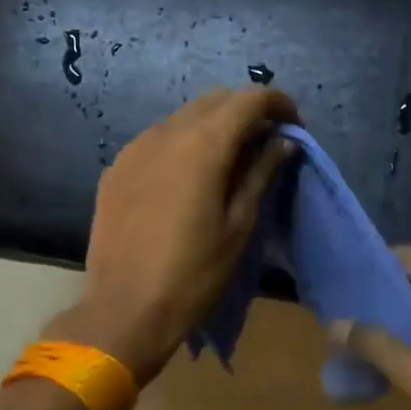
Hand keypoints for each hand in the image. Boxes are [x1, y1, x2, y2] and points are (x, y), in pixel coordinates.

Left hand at [50, 88, 299, 384]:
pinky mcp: (116, 168)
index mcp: (203, 144)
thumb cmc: (194, 273)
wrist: (124, 310)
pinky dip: (181, 144)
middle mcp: (166, 132)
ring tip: (228, 162)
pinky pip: (157, 139)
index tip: (294, 129)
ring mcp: (135, 147)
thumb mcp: (240, 225)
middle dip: (245, 112)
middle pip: (215, 100)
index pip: (250, 99)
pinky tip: (187, 179)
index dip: (279, 105)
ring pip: (183, 116)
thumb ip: (262, 173)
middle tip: (265, 144)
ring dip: (212, 126)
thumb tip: (283, 142)